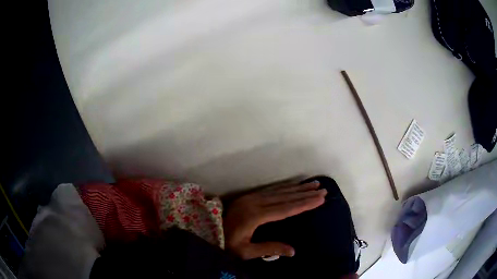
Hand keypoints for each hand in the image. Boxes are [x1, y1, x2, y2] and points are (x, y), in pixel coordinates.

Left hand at [223, 179, 326, 259]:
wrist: (207, 231)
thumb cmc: (226, 243)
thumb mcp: (246, 251)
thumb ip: (269, 248)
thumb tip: (293, 251)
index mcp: (255, 216)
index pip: (286, 209)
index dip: (304, 204)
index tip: (320, 199)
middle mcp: (255, 203)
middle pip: (286, 197)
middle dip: (306, 193)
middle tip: (322, 189)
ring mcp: (252, 197)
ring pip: (280, 191)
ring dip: (298, 187)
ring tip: (314, 183)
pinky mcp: (249, 196)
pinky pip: (271, 189)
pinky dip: (286, 187)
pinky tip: (294, 185)